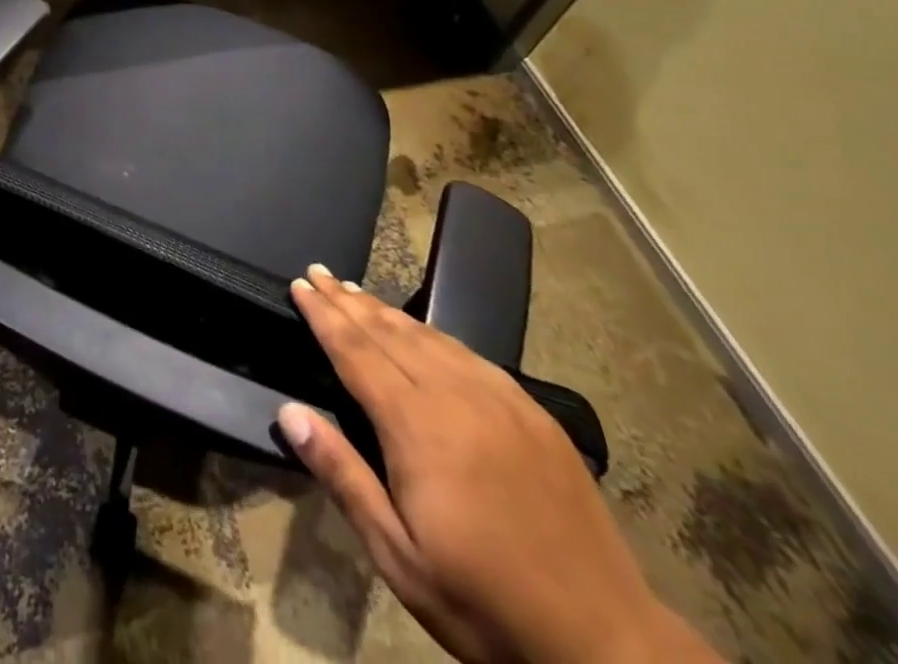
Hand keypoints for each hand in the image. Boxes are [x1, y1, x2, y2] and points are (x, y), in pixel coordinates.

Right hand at [278, 268, 719, 663]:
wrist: (608, 644)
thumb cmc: (485, 603)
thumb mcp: (399, 556)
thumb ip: (343, 475)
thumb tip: (289, 412)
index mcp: (418, 427)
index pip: (355, 351)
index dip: (323, 316)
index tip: (299, 285)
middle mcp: (456, 396)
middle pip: (388, 332)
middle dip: (347, 300)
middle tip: (317, 272)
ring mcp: (500, 399)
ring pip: (429, 336)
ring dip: (385, 310)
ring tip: (354, 290)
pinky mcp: (532, 412)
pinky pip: (469, 354)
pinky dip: (433, 332)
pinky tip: (422, 331)